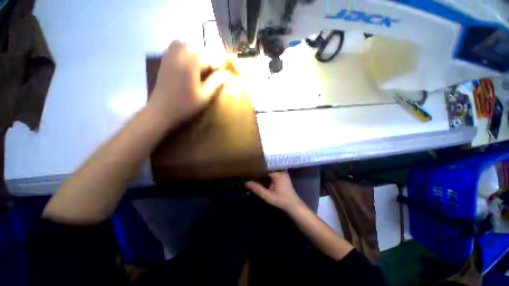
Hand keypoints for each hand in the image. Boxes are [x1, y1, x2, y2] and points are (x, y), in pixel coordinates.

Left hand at [149, 41, 223, 125]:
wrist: (161, 110)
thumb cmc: (185, 105)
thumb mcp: (205, 96)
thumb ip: (217, 82)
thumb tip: (226, 74)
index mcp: (192, 60)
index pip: (212, 57)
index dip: (219, 67)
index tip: (222, 78)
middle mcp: (180, 51)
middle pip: (200, 48)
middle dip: (208, 59)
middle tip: (212, 73)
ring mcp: (170, 53)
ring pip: (188, 45)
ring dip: (197, 54)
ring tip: (201, 68)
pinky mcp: (165, 59)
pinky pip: (178, 48)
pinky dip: (186, 54)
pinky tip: (189, 66)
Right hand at [245, 172, 304, 211]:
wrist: (293, 205)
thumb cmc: (281, 200)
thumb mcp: (268, 196)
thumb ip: (257, 189)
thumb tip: (246, 182)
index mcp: (277, 173)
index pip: (265, 167)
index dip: (257, 168)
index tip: (250, 168)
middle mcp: (281, 170)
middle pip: (268, 167)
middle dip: (260, 169)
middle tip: (251, 170)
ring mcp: (283, 173)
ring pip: (271, 169)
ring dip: (264, 171)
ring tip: (255, 171)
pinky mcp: (283, 176)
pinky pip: (274, 172)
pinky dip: (268, 174)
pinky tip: (263, 176)